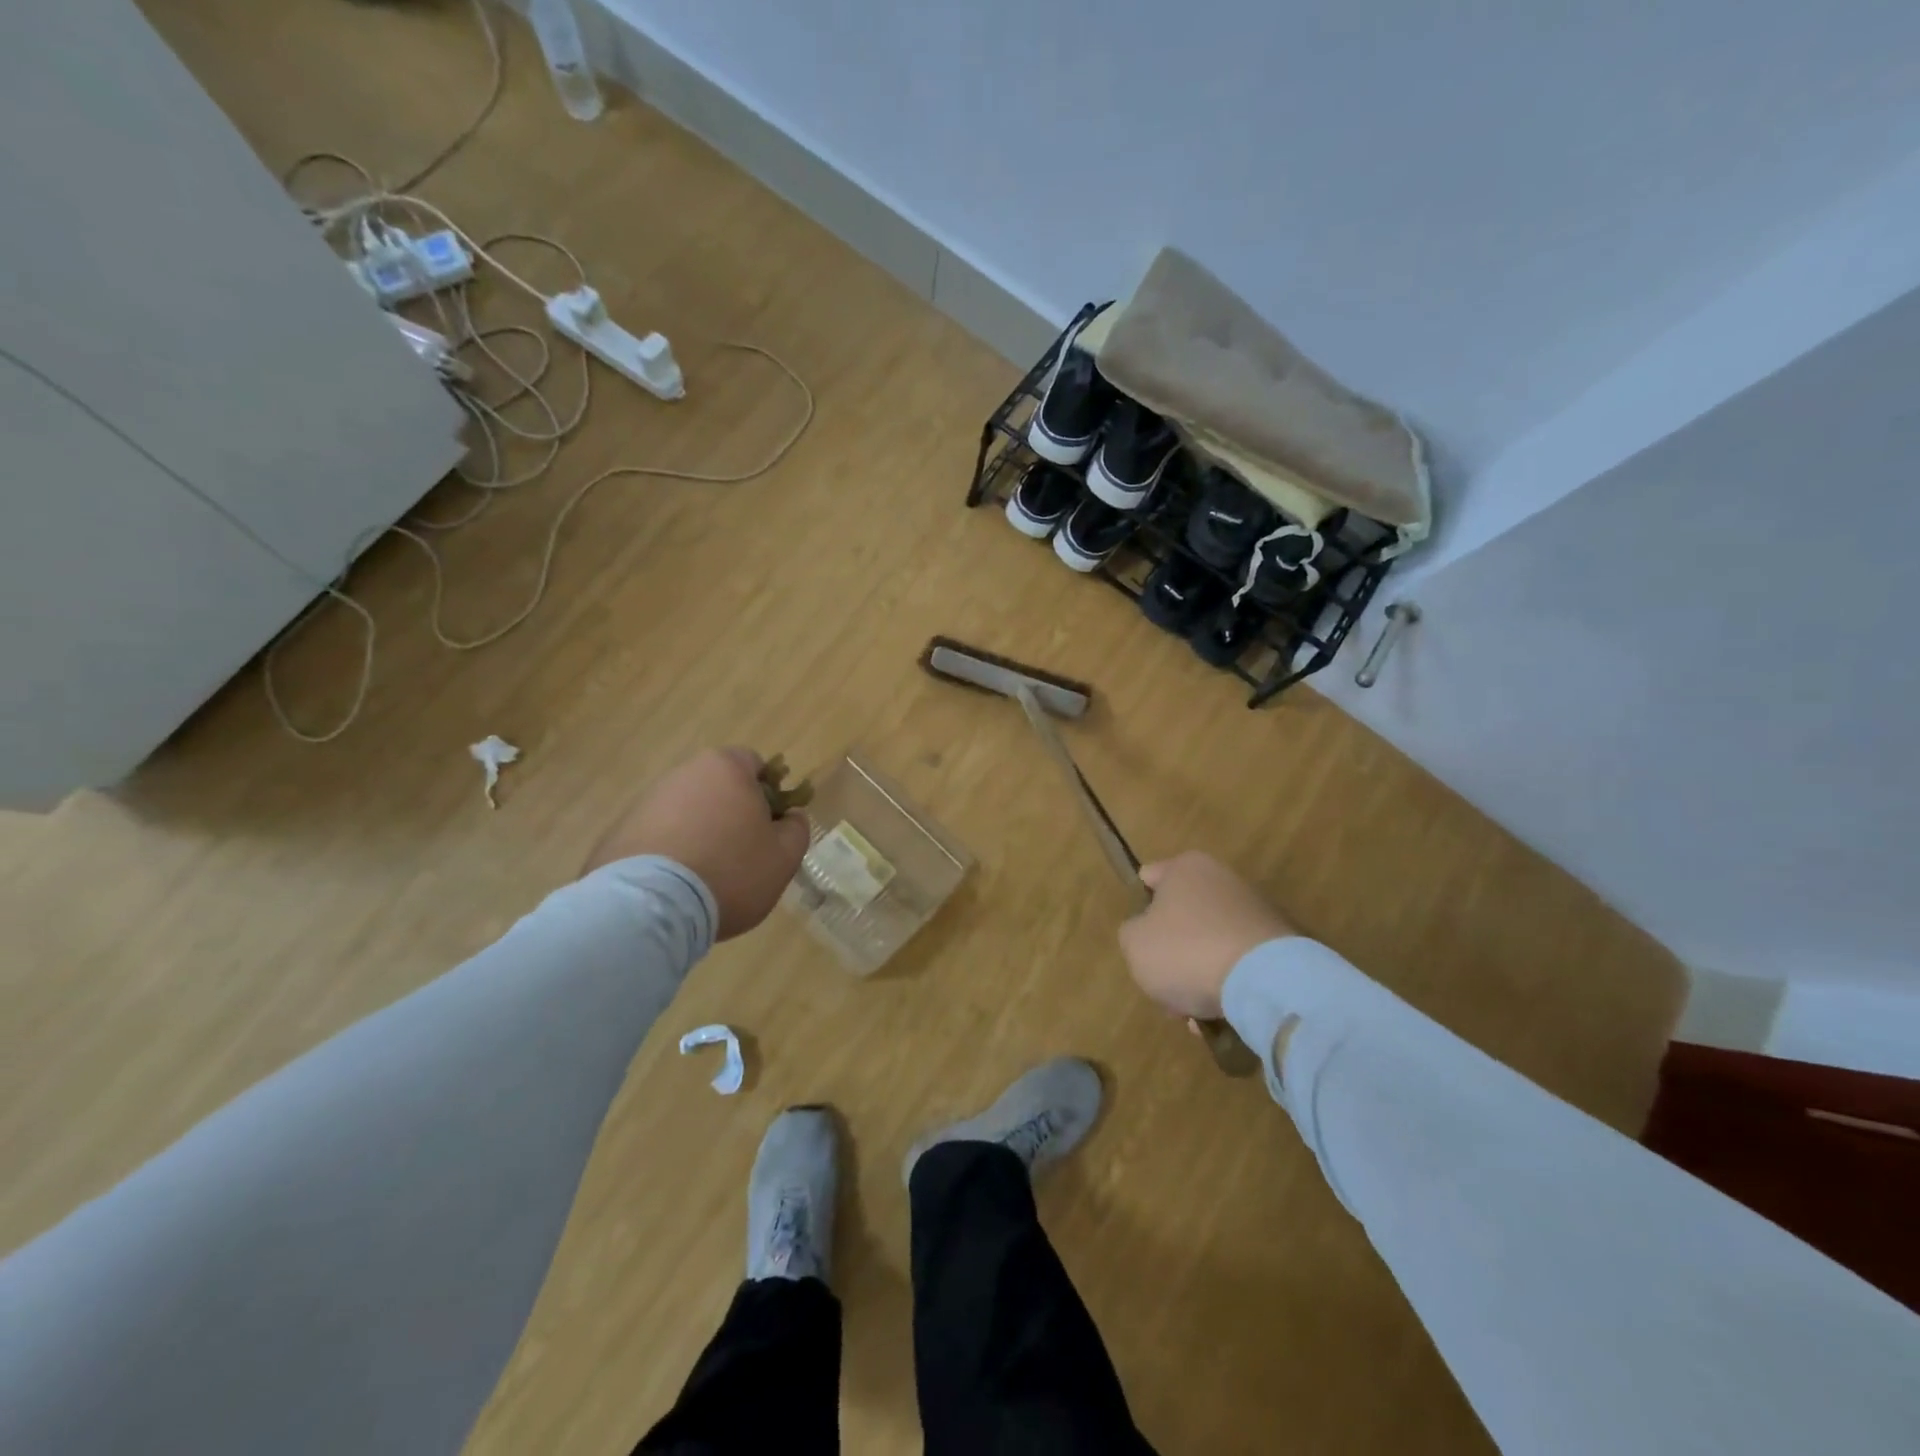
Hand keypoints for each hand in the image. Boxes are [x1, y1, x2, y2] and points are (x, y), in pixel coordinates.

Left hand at [584, 748, 809, 939]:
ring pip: (687, 812)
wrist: (651, 907)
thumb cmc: (730, 871)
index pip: (754, 764)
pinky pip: (658, 836)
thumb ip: (797, 829)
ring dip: (700, 833)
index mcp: (725, 768)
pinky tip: (676, 887)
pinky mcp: (619, 832)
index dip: (769, 792)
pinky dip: (670, 853)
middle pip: (718, 787)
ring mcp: (646, 802)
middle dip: (732, 813)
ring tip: (707, 877)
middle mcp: (683, 774)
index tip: (771, 825)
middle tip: (744, 854)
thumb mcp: (784, 856)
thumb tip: (790, 817)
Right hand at [1118, 852, 1294, 1018]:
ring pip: (1210, 944)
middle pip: (1182, 917)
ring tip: (1193, 1013)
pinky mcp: (1279, 943)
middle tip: (1163, 986)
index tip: (1138, 937)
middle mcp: (1222, 879)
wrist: (1265, 981)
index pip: (1150, 877)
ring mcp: (1255, 911)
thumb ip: (1132, 933)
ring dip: (1199, 974)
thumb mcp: (1134, 944)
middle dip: (1171, 953)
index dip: (1140, 907)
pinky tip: (1220, 1015)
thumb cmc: (1186, 951)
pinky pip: (1239, 963)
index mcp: (1186, 868)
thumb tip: (1149, 934)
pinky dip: (1228, 985)